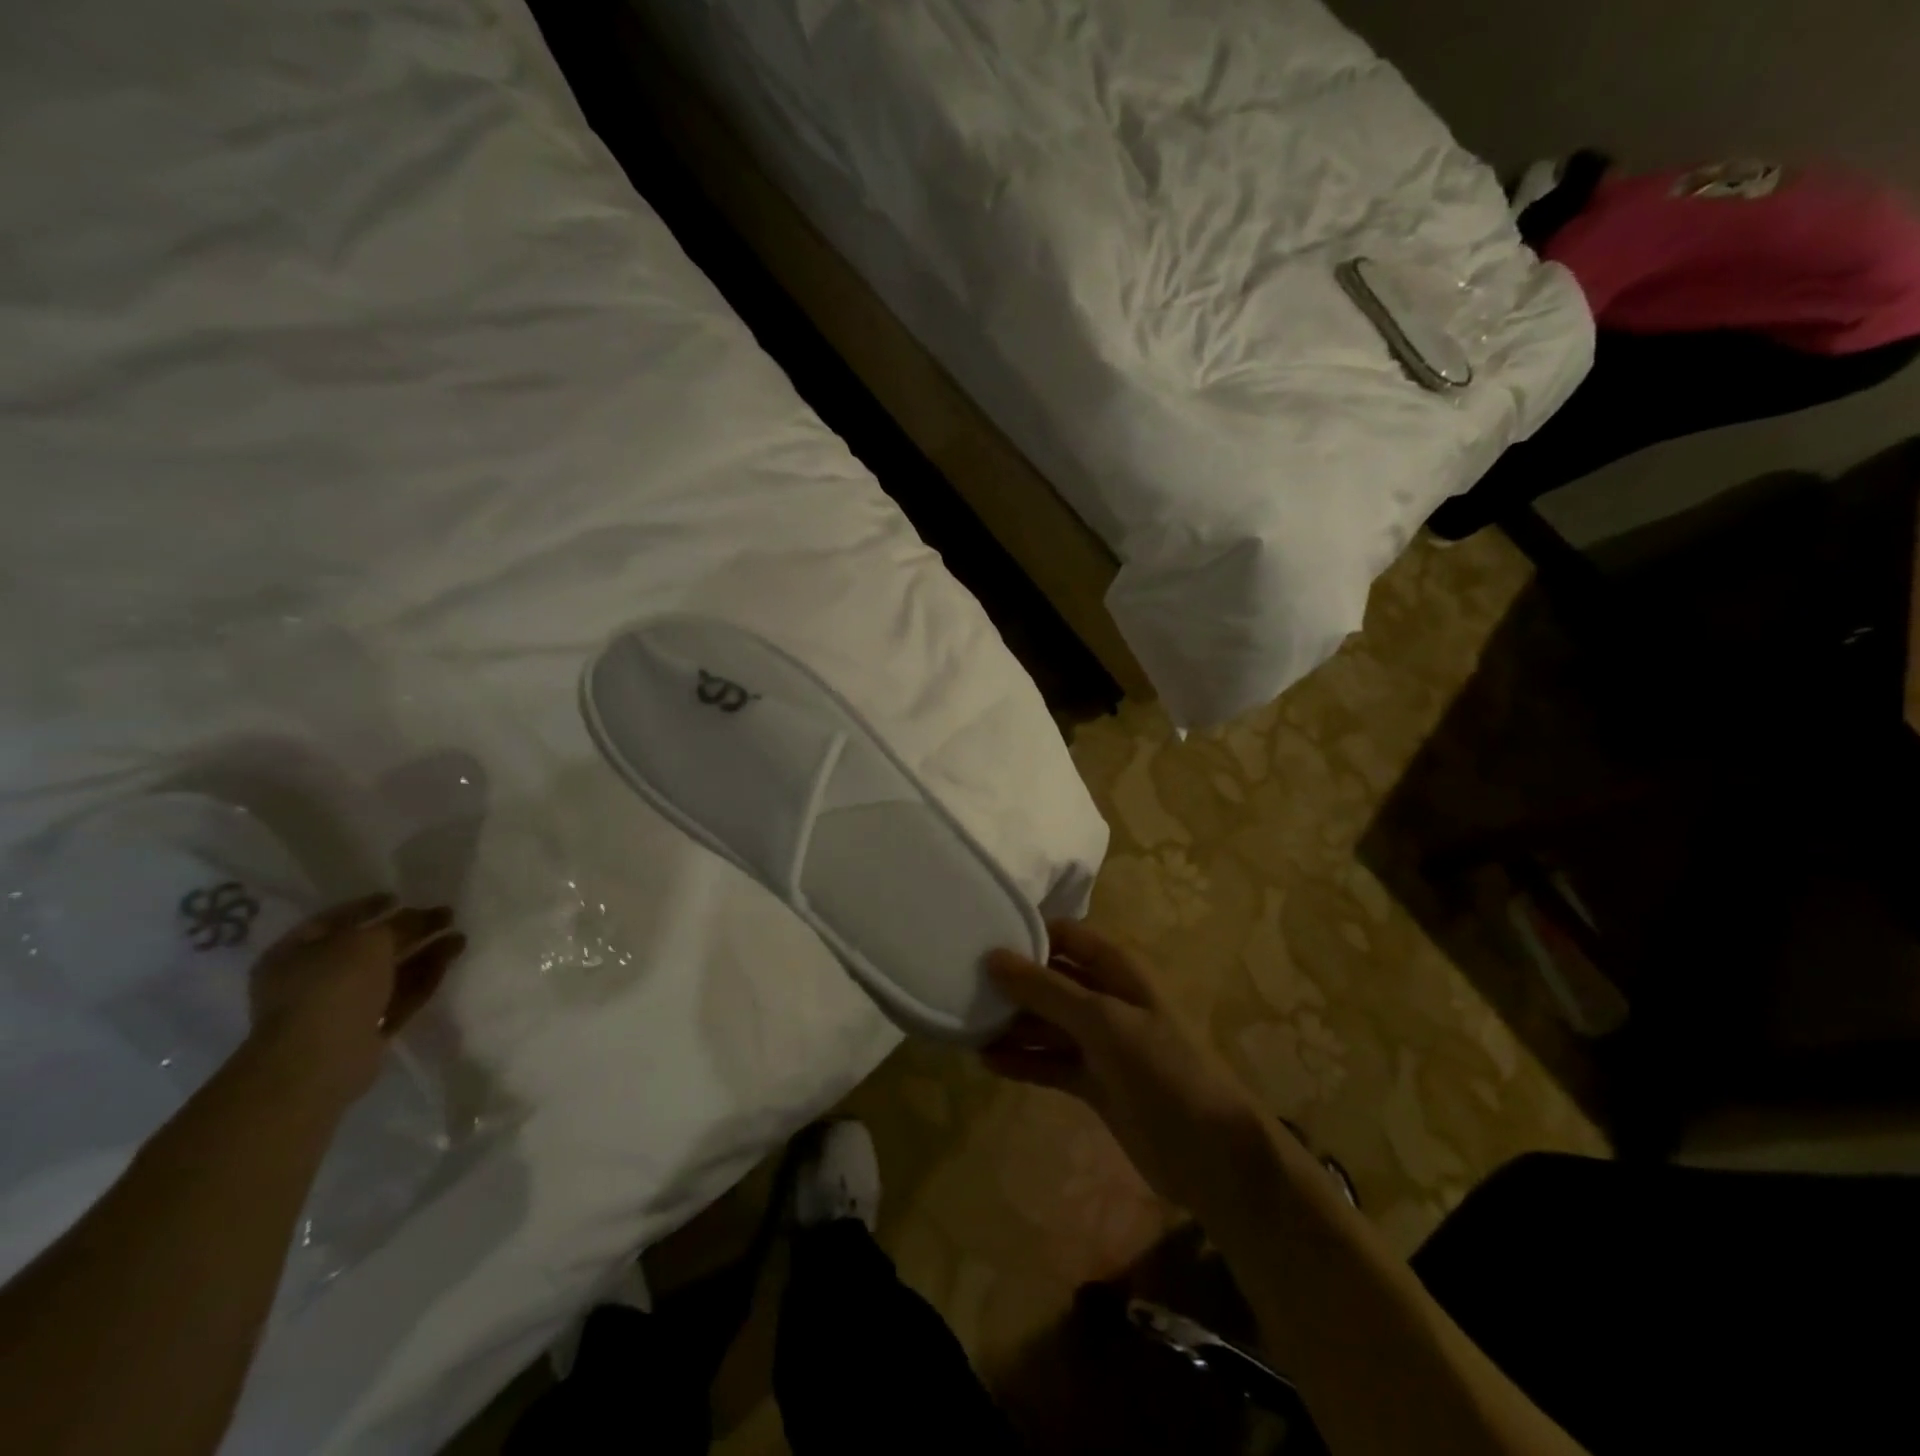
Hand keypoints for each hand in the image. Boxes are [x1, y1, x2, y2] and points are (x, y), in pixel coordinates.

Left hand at [247, 895, 465, 1106]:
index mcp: (295, 953)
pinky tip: (450, 959)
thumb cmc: (332, 987)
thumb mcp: (369, 941)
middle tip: (446, 915)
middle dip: (409, 931)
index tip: (401, 897)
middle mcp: (314, 978)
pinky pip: (399, 997)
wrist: (319, 1061)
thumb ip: (400, 924)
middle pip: (370, 948)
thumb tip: (424, 915)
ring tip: (460, 936)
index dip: (369, 906)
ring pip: (390, 972)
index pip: (335, 920)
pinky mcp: (367, 1030)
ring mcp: (340, 1007)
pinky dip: (424, 978)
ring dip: (425, 953)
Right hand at [982, 920, 1271, 1216]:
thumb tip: (993, 957)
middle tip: (961, 986)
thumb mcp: (1104, 1021)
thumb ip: (1048, 990)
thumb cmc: (1164, 1068)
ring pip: (1046, 1023)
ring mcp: (1100, 1043)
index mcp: (1117, 970)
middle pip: (1050, 981)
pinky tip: (987, 1062)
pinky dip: (1023, 1060)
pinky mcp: (1094, 1082)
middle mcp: (1106, 998)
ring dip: (1012, 1025)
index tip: (980, 938)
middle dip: (1011, 984)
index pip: (1065, 936)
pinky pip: (1050, 1062)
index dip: (1027, 935)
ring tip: (965, 1026)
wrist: (1213, 1154)